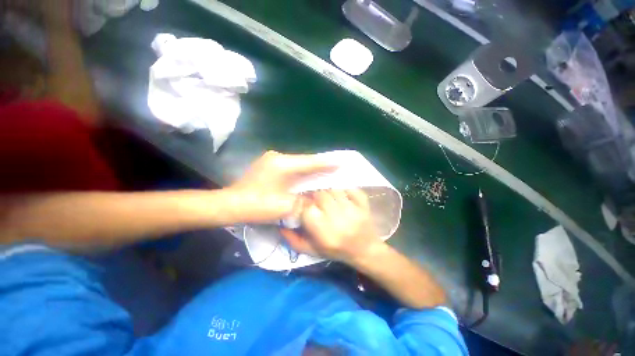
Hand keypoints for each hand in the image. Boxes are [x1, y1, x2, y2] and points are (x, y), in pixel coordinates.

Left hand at [226, 151, 333, 222]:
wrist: (230, 205)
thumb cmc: (257, 206)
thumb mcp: (285, 206)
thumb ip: (305, 200)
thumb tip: (317, 197)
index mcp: (283, 164)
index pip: (310, 162)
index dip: (327, 162)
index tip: (342, 161)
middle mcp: (278, 158)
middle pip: (305, 161)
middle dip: (321, 165)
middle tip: (336, 167)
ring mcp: (272, 161)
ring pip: (299, 164)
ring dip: (311, 168)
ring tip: (326, 171)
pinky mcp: (270, 166)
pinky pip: (292, 167)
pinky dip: (302, 172)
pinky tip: (309, 176)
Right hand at [282, 189, 382, 262]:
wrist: (365, 250)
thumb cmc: (336, 251)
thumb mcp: (313, 251)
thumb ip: (294, 240)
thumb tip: (280, 225)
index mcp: (324, 233)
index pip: (307, 209)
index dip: (303, 205)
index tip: (305, 206)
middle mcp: (338, 219)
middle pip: (320, 195)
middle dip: (315, 197)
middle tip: (316, 201)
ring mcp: (353, 209)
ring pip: (333, 189)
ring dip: (327, 191)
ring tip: (328, 198)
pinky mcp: (363, 203)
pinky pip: (350, 188)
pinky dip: (344, 189)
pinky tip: (341, 195)